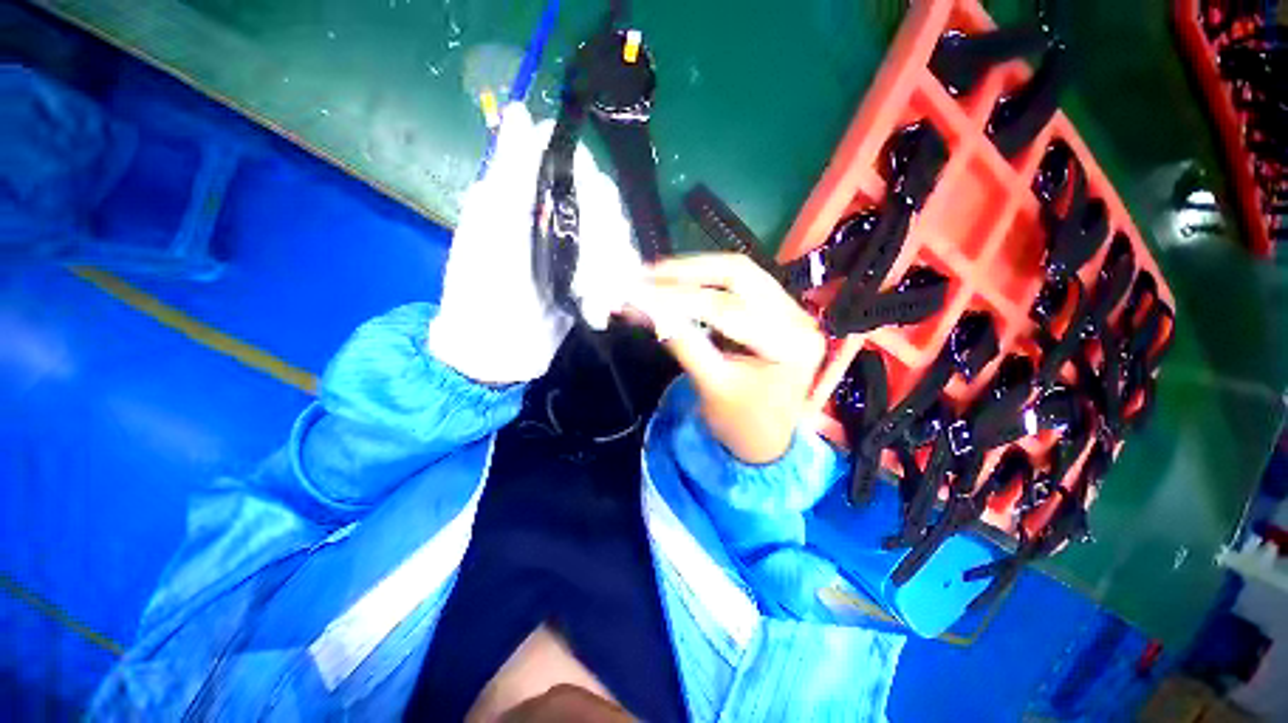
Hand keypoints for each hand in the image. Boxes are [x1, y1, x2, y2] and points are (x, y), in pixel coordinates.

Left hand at [428, 103, 639, 383]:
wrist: (498, 352)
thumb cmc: (483, 291)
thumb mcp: (491, 232)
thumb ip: (510, 176)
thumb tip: (520, 110)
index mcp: (530, 200)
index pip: (574, 165)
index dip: (589, 180)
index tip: (591, 208)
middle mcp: (557, 219)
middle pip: (604, 203)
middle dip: (604, 236)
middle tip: (589, 268)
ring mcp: (578, 252)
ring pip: (617, 238)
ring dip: (610, 268)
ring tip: (594, 297)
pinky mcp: (592, 281)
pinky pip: (620, 270)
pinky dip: (615, 286)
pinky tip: (601, 306)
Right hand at [644, 254, 826, 463]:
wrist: (767, 443)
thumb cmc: (742, 425)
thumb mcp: (711, 387)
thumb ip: (682, 343)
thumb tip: (646, 308)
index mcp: (790, 345)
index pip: (728, 309)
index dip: (679, 298)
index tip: (640, 293)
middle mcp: (798, 318)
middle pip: (739, 274)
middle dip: (688, 271)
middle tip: (647, 275)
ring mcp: (791, 310)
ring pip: (739, 273)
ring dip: (695, 271)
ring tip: (657, 276)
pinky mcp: (778, 311)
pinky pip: (740, 284)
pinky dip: (706, 281)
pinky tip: (680, 283)